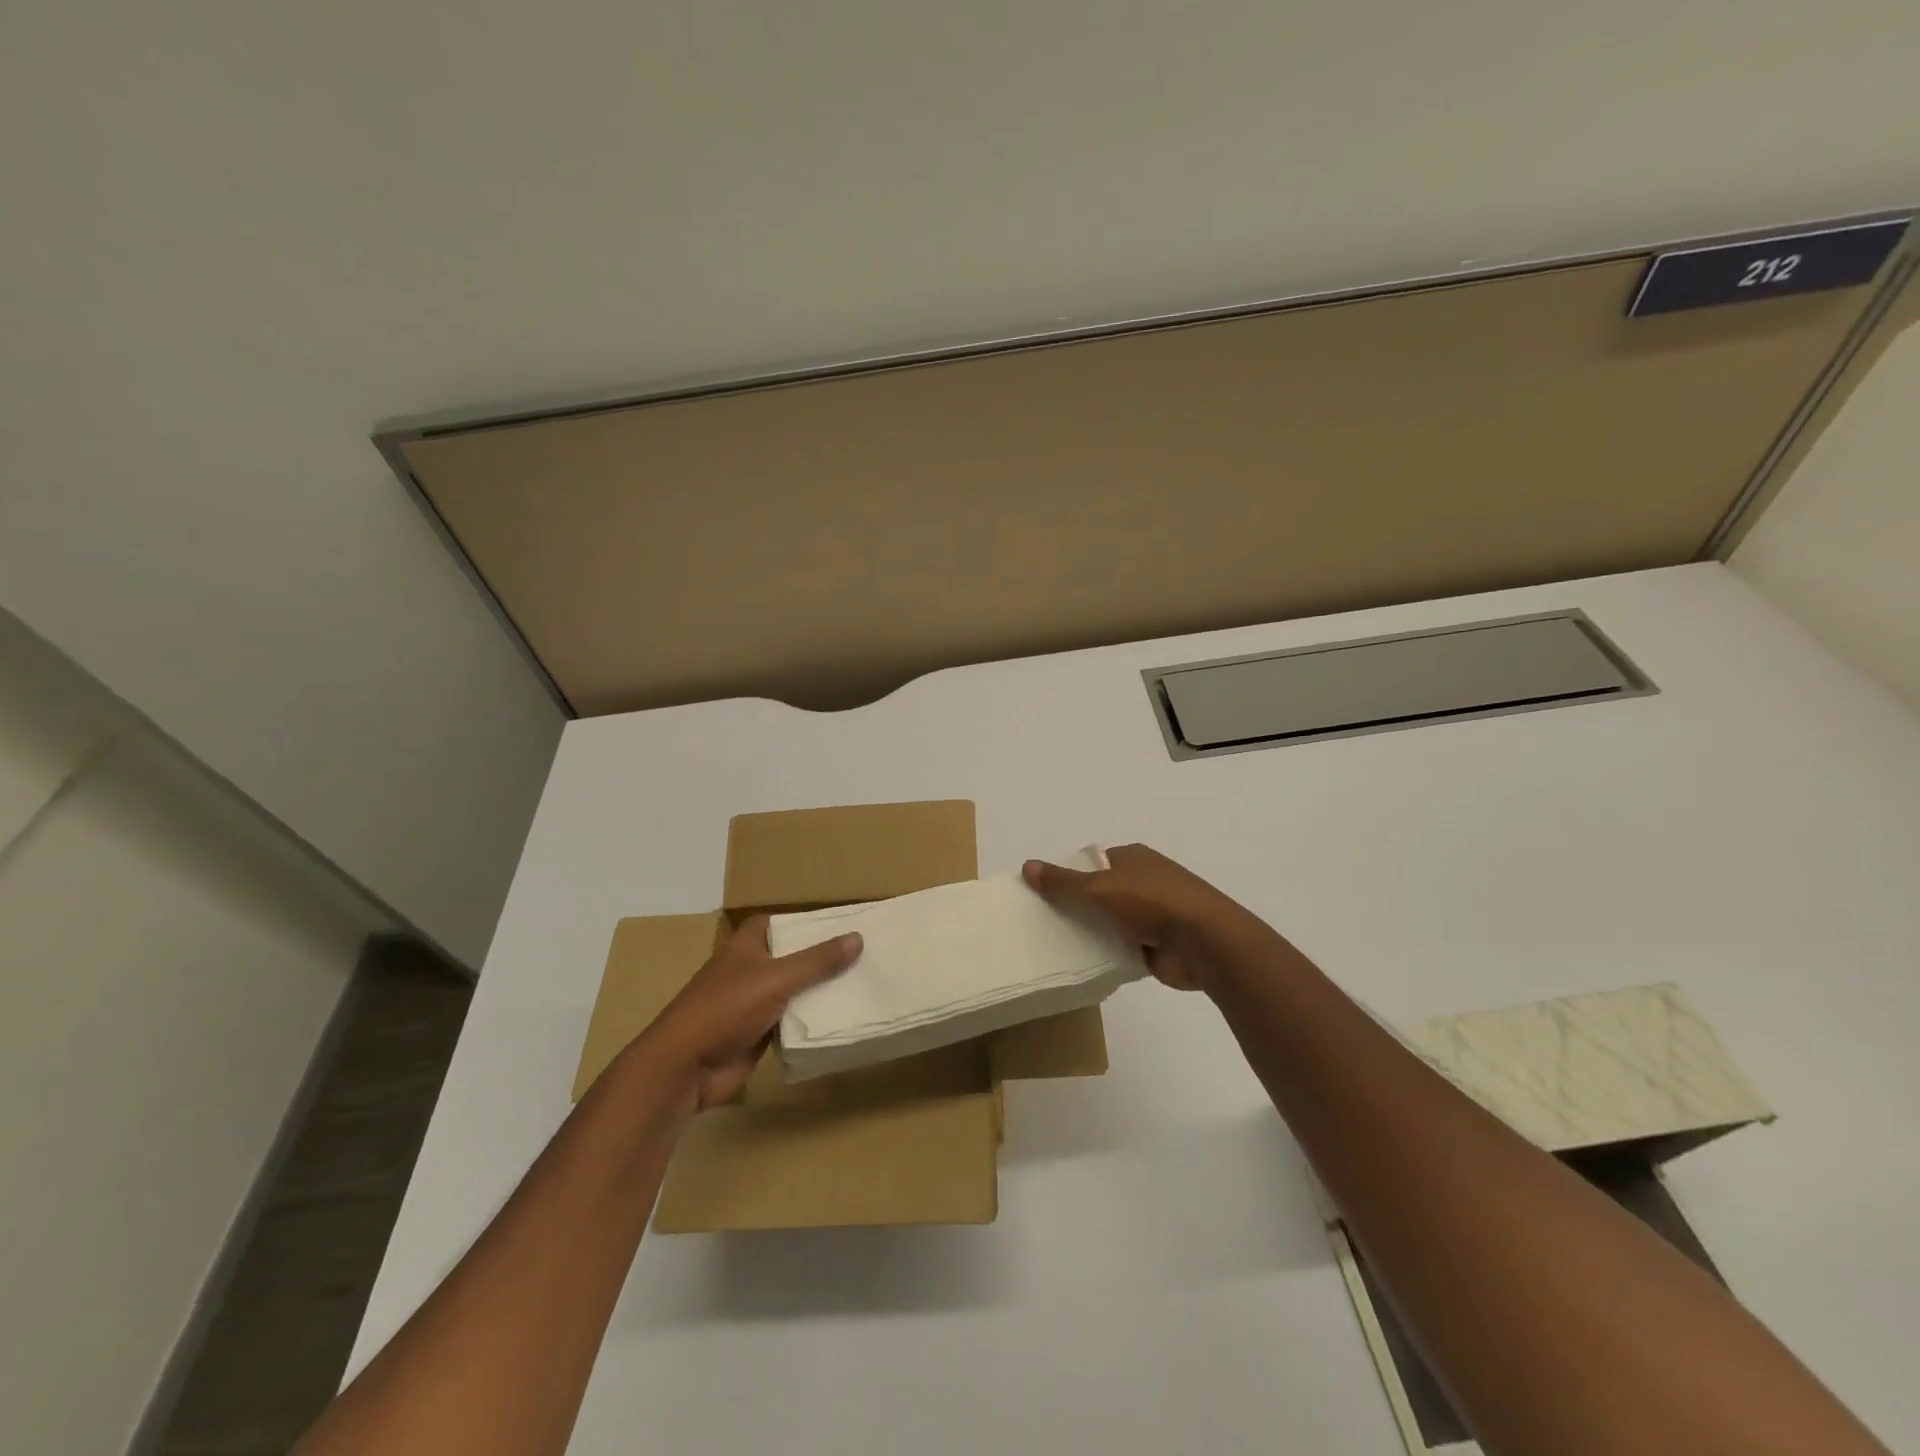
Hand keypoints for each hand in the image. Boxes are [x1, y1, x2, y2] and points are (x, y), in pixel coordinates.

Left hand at [637, 916, 861, 1112]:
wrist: (685, 1068)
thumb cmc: (726, 1008)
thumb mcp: (776, 978)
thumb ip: (817, 961)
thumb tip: (857, 937)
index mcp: (745, 947)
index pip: (774, 923)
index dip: (799, 922)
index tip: (834, 924)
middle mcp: (748, 971)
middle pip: (788, 958)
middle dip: (818, 958)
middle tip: (861, 954)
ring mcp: (751, 1005)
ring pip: (792, 991)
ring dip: (817, 991)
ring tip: (861, 983)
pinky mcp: (756, 1035)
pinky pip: (790, 1022)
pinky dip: (809, 1021)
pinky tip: (840, 1018)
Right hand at [1023, 843, 1246, 991]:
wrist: (1205, 942)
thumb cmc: (1152, 902)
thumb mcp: (1100, 888)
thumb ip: (1063, 882)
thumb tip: (1026, 866)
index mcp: (1133, 858)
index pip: (1093, 864)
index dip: (1069, 877)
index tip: (1044, 896)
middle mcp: (1145, 881)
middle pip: (1101, 894)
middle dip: (1078, 907)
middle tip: (1045, 924)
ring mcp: (1154, 914)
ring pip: (1111, 923)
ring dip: (1094, 933)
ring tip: (1058, 946)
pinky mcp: (1159, 945)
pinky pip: (1123, 948)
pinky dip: (1109, 955)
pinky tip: (1084, 965)